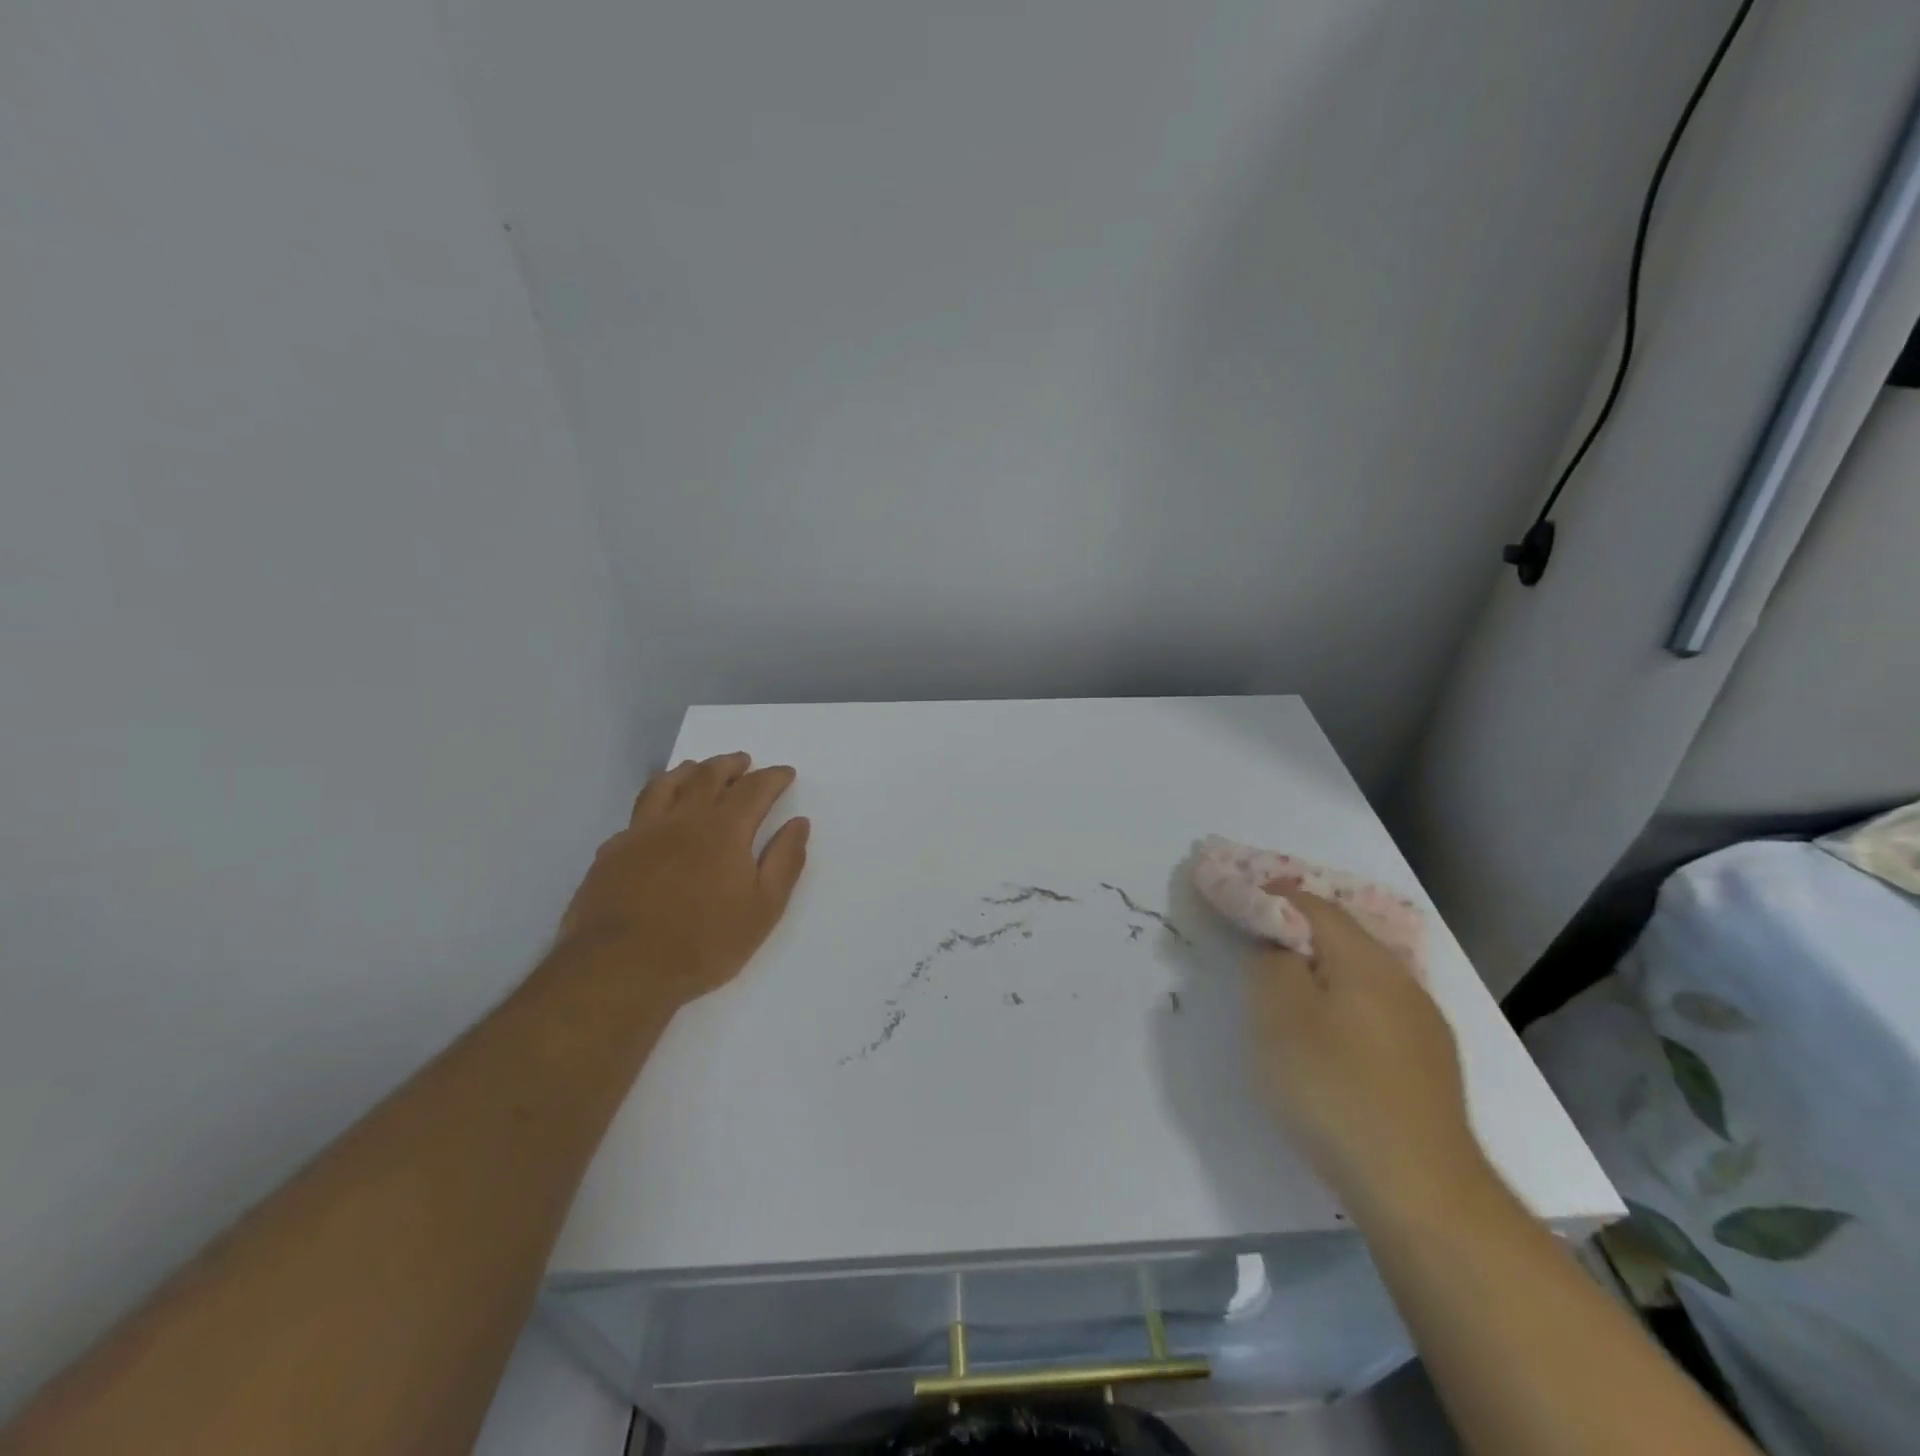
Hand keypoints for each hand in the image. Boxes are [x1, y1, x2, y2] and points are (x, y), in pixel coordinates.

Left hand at [557, 753, 809, 1009]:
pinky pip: (637, 813)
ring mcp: (642, 832)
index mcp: (724, 830)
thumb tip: (798, 824)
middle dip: (730, 765)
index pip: (754, 789)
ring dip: (689, 771)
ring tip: (698, 769)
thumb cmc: (703, 943)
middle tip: (743, 761)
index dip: (772, 777)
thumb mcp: (763, 909)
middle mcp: (682, 819)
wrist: (620, 969)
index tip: (785, 773)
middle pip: (708, 776)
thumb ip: (784, 862)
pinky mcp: (612, 851)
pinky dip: (654, 801)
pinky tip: (656, 814)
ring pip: (666, 785)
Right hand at [1247, 890, 1486, 1216]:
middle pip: (1341, 935)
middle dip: (1295, 930)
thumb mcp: (1277, 1015)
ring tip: (1286, 989)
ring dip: (1321, 969)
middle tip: (1254, 942)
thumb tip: (1277, 943)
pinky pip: (1376, 1009)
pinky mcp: (1430, 1064)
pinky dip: (1343, 1003)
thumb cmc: (1334, 1089)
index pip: (1312, 904)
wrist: (1420, 1189)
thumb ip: (1270, 962)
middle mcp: (1402, 979)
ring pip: (1361, 974)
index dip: (1269, 894)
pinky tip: (1330, 1038)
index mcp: (1365, 959)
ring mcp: (1423, 1024)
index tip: (1235, 896)